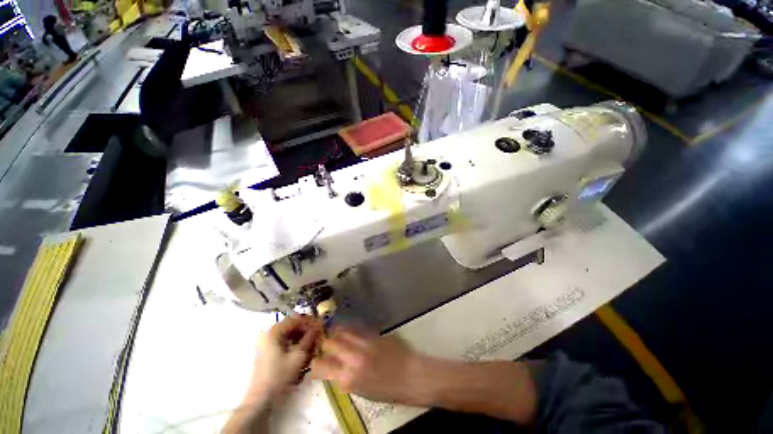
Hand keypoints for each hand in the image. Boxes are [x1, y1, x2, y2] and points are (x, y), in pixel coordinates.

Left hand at [247, 315, 322, 402]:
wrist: (260, 400)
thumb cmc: (280, 376)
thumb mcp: (299, 356)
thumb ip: (310, 337)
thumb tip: (319, 326)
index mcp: (274, 331)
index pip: (296, 318)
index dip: (310, 321)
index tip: (321, 326)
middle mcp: (269, 333)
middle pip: (293, 325)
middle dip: (307, 330)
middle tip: (318, 336)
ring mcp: (267, 343)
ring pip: (290, 334)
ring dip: (302, 337)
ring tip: (313, 345)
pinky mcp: (268, 352)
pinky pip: (285, 342)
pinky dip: (295, 344)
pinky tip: (303, 352)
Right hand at [311, 327, 420, 403]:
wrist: (410, 376)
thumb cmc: (387, 391)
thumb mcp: (361, 391)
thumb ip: (346, 379)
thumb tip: (337, 370)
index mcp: (347, 378)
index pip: (321, 366)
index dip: (316, 363)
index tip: (316, 362)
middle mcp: (352, 358)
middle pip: (330, 343)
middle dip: (326, 344)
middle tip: (327, 345)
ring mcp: (364, 343)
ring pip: (343, 331)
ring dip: (337, 333)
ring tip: (337, 334)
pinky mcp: (373, 334)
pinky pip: (357, 328)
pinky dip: (351, 329)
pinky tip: (351, 331)